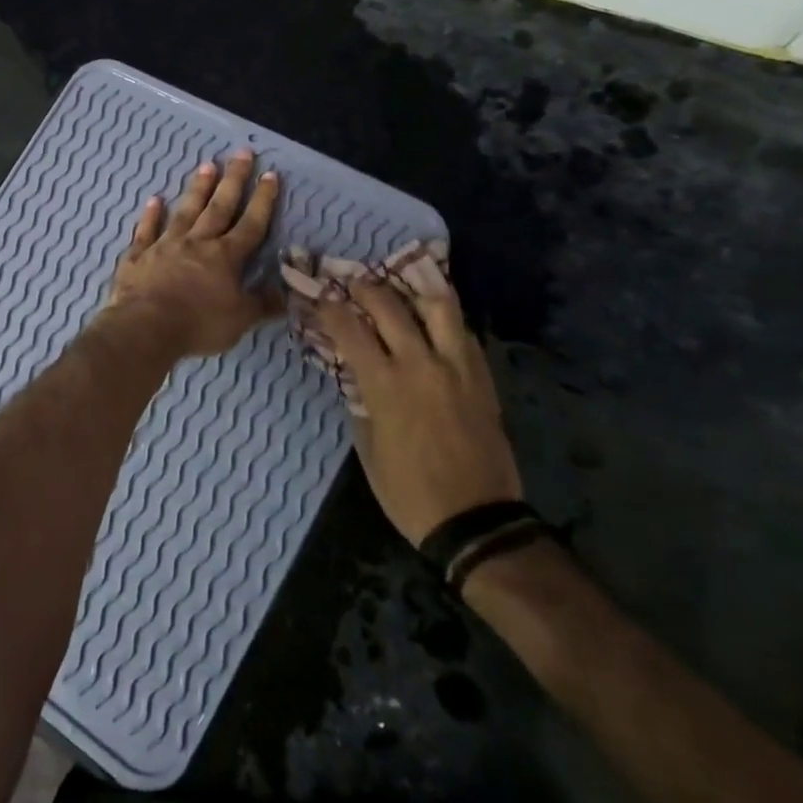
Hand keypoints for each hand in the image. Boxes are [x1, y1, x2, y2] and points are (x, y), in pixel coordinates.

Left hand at [108, 150, 280, 357]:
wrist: (145, 327)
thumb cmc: (198, 324)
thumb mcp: (240, 319)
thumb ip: (263, 303)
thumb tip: (289, 293)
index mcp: (225, 257)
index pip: (251, 224)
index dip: (263, 200)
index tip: (270, 174)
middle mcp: (197, 242)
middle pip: (219, 207)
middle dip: (233, 180)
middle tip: (242, 153)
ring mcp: (165, 245)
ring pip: (185, 211)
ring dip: (197, 188)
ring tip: (207, 165)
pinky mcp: (138, 256)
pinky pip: (146, 230)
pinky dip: (150, 215)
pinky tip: (154, 200)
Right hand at [315, 255, 520, 545]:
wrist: (476, 520)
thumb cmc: (408, 491)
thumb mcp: (368, 448)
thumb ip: (361, 402)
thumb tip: (356, 374)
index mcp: (385, 385)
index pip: (351, 329)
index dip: (331, 307)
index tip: (320, 294)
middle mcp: (421, 364)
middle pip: (390, 306)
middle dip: (366, 288)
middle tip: (353, 282)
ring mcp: (457, 367)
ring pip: (438, 307)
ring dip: (413, 290)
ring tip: (401, 285)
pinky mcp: (482, 378)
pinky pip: (463, 332)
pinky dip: (444, 317)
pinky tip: (433, 317)